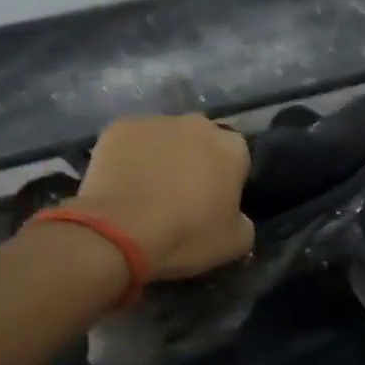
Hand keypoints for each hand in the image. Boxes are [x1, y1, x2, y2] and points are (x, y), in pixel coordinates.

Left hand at [72, 115, 254, 279]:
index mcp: (232, 147)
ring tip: (148, 189)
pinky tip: (124, 183)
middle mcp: (198, 124)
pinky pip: (133, 141)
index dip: (228, 180)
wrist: (119, 232)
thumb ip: (244, 221)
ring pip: (167, 138)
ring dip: (164, 156)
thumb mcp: (235, 243)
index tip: (216, 202)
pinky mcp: (120, 127)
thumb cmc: (186, 235)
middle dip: (197, 160)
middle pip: (203, 141)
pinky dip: (131, 157)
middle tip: (183, 194)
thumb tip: (236, 215)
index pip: (238, 158)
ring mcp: (156, 121)